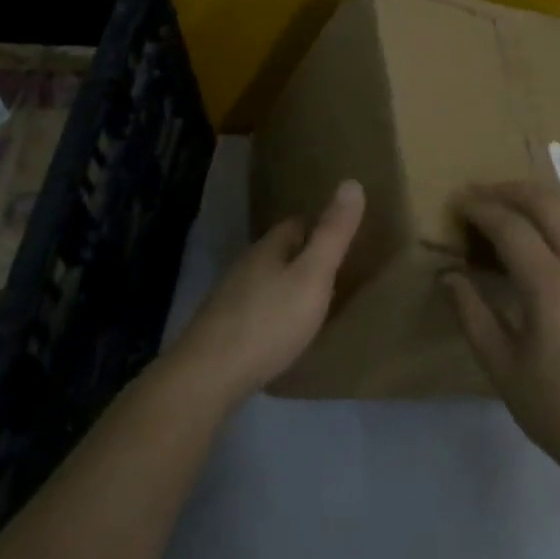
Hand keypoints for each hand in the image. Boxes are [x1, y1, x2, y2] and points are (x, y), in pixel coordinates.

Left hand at [175, 181, 364, 405]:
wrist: (207, 376)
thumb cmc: (269, 322)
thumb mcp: (313, 276)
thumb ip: (333, 234)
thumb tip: (352, 182)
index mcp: (268, 248)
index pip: (296, 224)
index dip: (319, 228)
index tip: (342, 240)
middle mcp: (245, 265)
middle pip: (278, 252)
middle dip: (303, 258)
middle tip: (334, 273)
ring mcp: (228, 298)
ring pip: (264, 281)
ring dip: (286, 286)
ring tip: (312, 304)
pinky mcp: (220, 329)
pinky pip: (254, 309)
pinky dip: (271, 313)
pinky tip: (280, 332)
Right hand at [445, 182, 559, 483]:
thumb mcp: (503, 369)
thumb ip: (472, 315)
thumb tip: (449, 275)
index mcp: (552, 286)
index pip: (511, 227)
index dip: (481, 209)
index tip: (458, 201)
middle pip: (547, 203)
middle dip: (510, 190)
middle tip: (481, 193)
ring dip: (541, 197)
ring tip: (513, 203)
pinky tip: (550, 232)